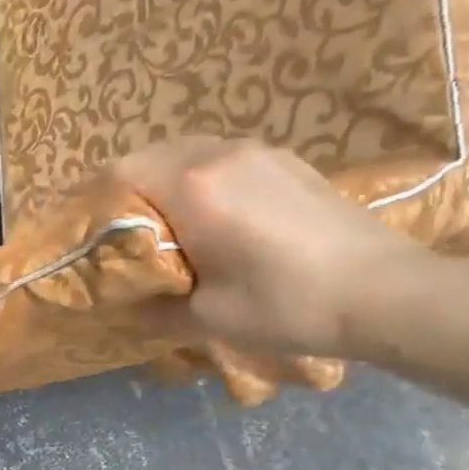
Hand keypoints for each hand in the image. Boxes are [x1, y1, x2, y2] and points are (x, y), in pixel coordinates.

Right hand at [115, 137, 438, 359]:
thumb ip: (151, 305)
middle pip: (151, 155)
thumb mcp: (206, 317)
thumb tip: (120, 302)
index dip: (92, 198)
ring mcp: (260, 152)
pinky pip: (222, 159)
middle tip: (118, 232)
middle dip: (126, 190)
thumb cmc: (287, 305)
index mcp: (194, 187)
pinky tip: (211, 218)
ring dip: (163, 182)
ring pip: (187, 152)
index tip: (82, 230)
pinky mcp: (287, 161)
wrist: (386, 292)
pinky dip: (199, 181)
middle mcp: (221, 154)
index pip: (120, 172)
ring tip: (161, 226)